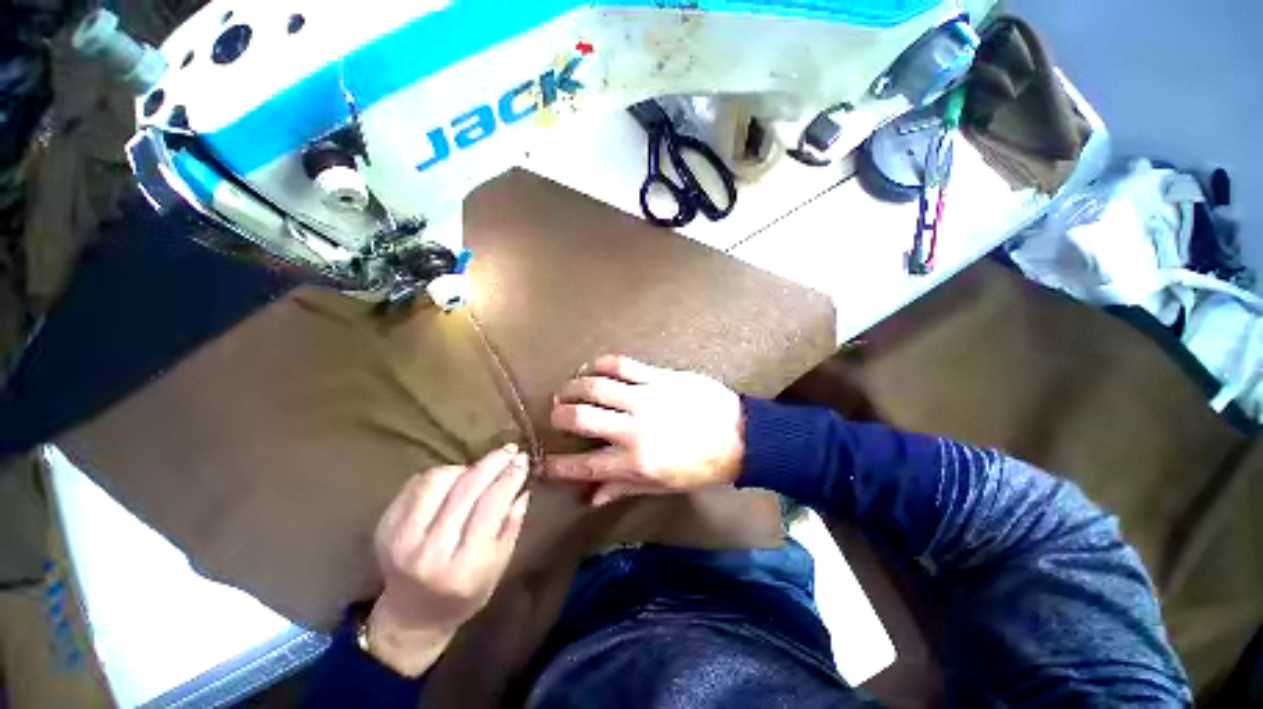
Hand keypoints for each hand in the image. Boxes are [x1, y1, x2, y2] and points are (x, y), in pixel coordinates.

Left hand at [367, 444, 531, 676]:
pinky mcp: (385, 526)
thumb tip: (522, 487)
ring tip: (480, 471)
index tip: (523, 460)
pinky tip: (455, 479)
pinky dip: (442, 474)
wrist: (410, 618)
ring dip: (465, 468)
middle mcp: (429, 551)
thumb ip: (511, 526)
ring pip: (438, 480)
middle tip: (510, 450)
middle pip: (465, 489)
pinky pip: (417, 483)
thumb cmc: (463, 595)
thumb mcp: (498, 568)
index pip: (490, 506)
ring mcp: (400, 538)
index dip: (509, 477)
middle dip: (492, 463)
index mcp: (463, 567)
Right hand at [544, 355, 743, 505]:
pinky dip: (600, 364)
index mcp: (636, 462)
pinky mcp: (659, 377)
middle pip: (581, 417)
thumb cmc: (702, 467)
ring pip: (596, 386)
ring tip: (568, 389)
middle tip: (556, 415)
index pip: (585, 465)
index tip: (543, 463)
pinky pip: (622, 365)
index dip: (558, 465)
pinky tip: (592, 368)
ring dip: (574, 386)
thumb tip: (591, 498)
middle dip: (559, 416)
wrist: (740, 435)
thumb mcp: (663, 486)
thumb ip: (624, 488)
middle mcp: (634, 429)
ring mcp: (646, 398)